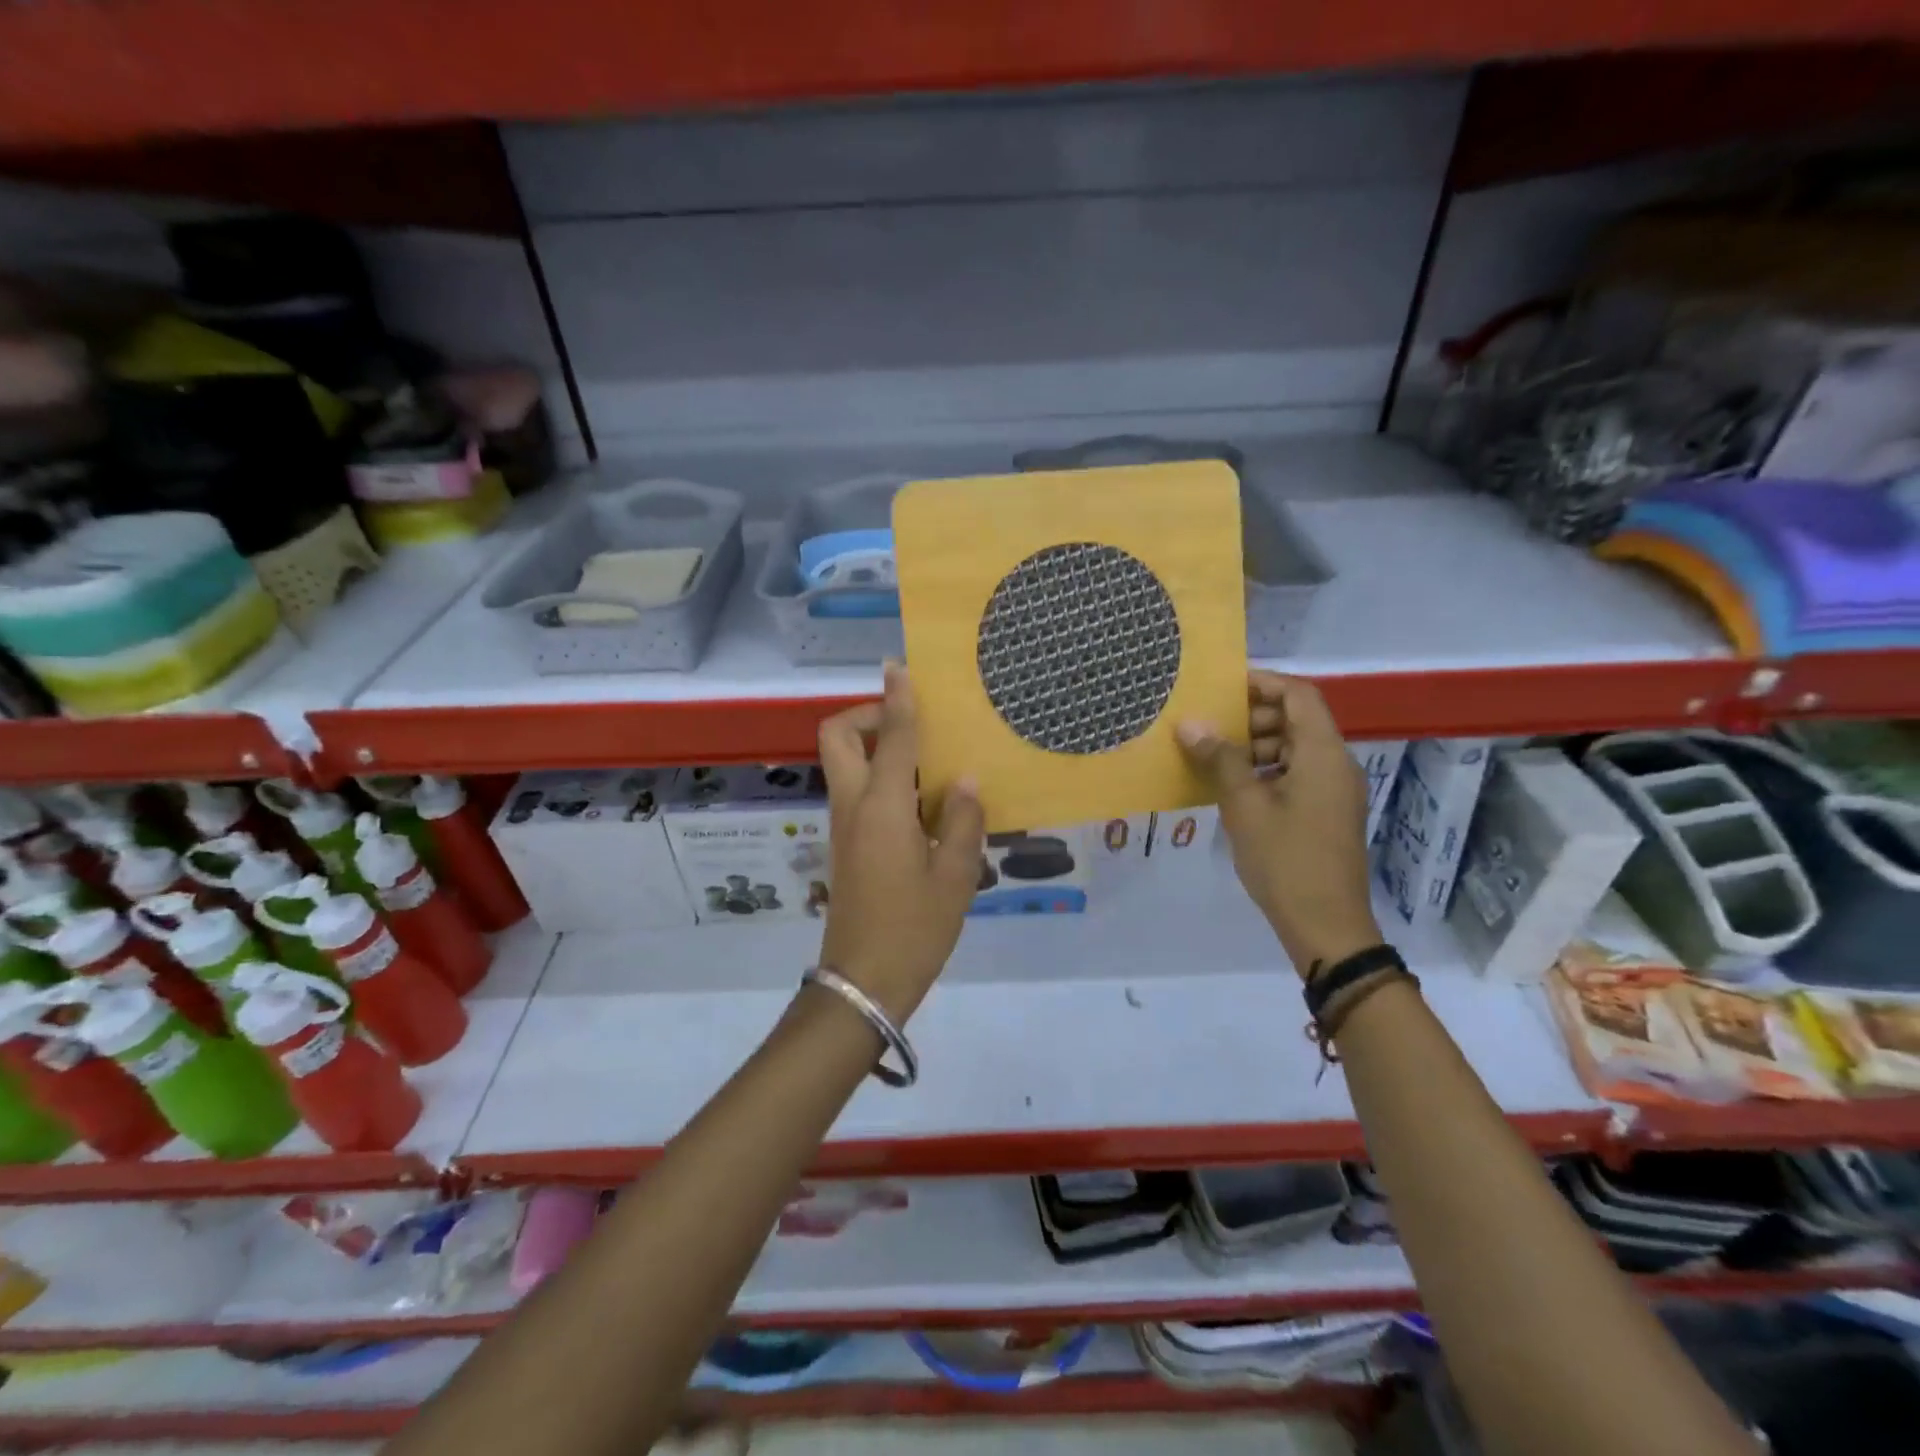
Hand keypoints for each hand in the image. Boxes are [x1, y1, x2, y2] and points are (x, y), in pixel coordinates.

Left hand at [815, 664, 985, 1024]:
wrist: (864, 981)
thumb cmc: (915, 928)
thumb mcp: (956, 876)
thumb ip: (964, 821)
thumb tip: (968, 781)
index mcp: (883, 806)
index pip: (889, 736)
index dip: (896, 698)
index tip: (899, 667)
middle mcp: (854, 806)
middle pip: (837, 737)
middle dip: (866, 716)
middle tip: (909, 726)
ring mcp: (844, 826)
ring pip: (844, 764)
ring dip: (875, 747)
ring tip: (929, 762)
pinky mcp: (846, 845)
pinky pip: (857, 792)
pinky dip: (881, 778)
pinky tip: (923, 802)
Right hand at [1178, 671, 1380, 976]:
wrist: (1326, 925)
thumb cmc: (1285, 860)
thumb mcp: (1244, 806)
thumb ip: (1220, 759)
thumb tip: (1190, 724)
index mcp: (1323, 754)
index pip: (1298, 695)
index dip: (1262, 683)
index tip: (1221, 687)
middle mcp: (1336, 764)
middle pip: (1297, 719)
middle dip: (1253, 716)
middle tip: (1210, 726)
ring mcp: (1334, 790)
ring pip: (1295, 748)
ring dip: (1256, 745)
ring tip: (1214, 757)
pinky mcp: (1326, 813)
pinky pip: (1296, 774)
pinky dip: (1265, 770)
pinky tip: (1233, 788)